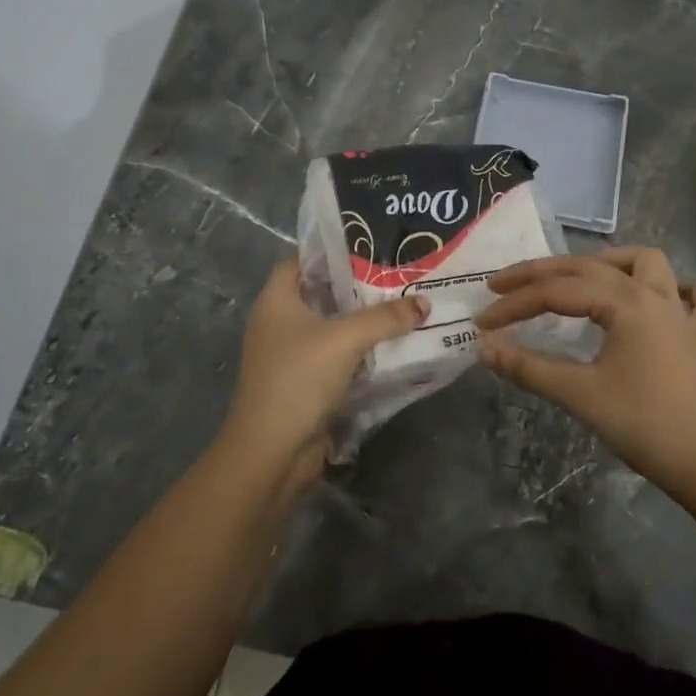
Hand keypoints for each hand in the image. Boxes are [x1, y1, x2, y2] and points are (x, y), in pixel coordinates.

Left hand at [220, 261, 427, 489]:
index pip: (302, 260)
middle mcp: (279, 323)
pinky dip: (361, 350)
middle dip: (358, 285)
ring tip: (404, 303)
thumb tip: (424, 302)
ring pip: (332, 327)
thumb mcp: (345, 339)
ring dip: (363, 320)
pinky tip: (393, 345)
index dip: (332, 249)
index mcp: (276, 301)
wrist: (272, 452)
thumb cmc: (298, 379)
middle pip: (322, 293)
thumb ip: (386, 318)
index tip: (370, 243)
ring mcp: (291, 355)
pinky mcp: (306, 382)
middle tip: (398, 272)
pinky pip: (337, 356)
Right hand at [475, 247, 695, 501]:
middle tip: (504, 286)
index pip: (557, 292)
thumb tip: (485, 348)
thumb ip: (529, 368)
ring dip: (611, 263)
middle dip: (542, 273)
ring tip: (579, 278)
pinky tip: (663, 297)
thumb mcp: (579, 395)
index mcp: (625, 303)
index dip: (515, 303)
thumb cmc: (643, 426)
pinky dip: (680, 290)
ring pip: (647, 264)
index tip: (482, 321)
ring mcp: (681, 314)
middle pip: (589, 268)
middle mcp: (653, 295)